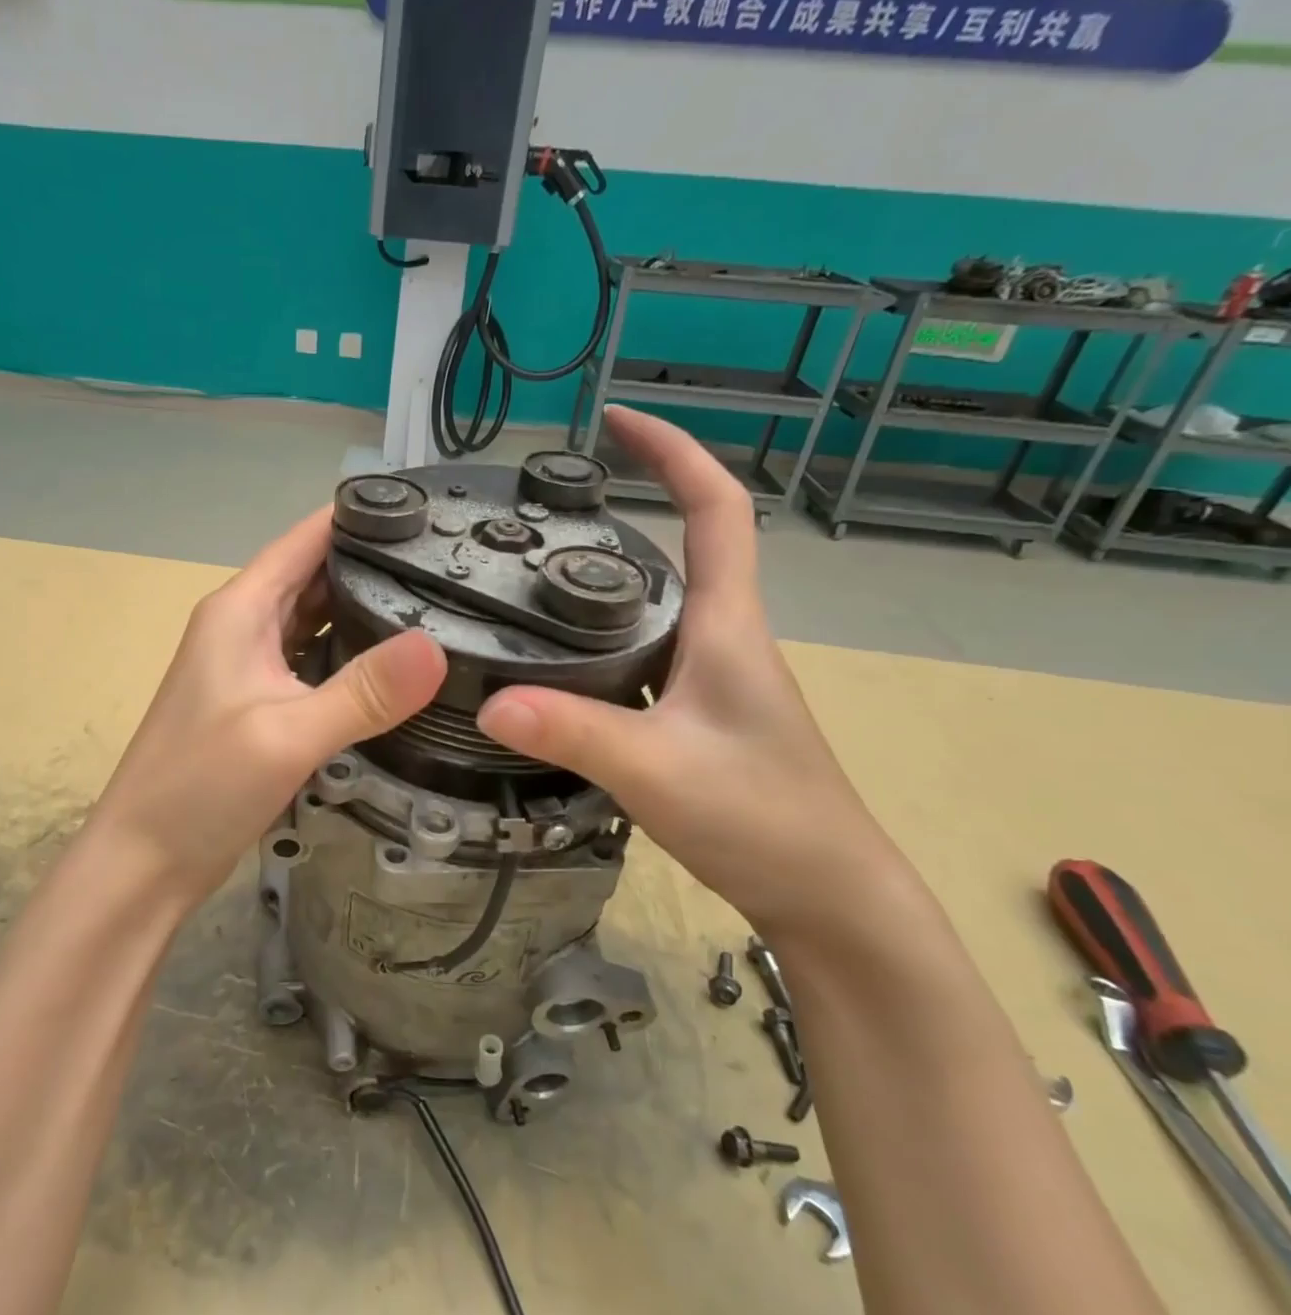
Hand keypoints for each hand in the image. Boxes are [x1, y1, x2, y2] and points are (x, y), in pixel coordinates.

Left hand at [92, 509, 446, 905]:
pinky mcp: (259, 706)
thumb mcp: (287, 734)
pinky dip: (349, 657)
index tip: (428, 512)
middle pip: (315, 576)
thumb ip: (363, 692)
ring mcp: (249, 668)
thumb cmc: (200, 786)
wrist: (144, 861)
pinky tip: (392, 669)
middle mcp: (243, 627)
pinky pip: (312, 664)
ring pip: (316, 622)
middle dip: (374, 564)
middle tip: (452, 565)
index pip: (306, 538)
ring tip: (437, 606)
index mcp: (240, 609)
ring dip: (364, 612)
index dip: (361, 517)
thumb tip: (438, 648)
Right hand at [477, 408, 905, 934]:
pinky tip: (554, 663)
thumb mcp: (659, 770)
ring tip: (533, 574)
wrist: (826, 895)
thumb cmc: (762, 818)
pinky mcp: (694, 716)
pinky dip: (600, 640)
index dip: (672, 453)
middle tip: (549, 505)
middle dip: (629, 506)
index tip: (617, 420)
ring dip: (607, 578)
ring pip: (655, 607)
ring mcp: (709, 679)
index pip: (715, 509)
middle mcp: (721, 638)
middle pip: (682, 548)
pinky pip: (641, 655)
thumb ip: (576, 732)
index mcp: (727, 625)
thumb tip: (489, 700)